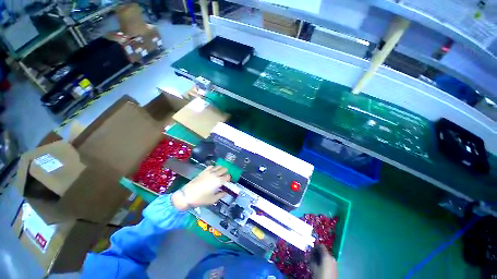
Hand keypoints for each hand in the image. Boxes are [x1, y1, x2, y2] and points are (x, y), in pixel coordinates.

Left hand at [172, 166, 229, 210]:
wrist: (187, 195)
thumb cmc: (201, 199)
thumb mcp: (213, 200)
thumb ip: (221, 195)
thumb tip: (225, 192)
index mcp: (219, 181)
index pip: (228, 176)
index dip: (229, 179)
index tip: (227, 182)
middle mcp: (215, 175)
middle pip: (224, 169)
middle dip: (226, 173)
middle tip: (224, 178)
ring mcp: (209, 172)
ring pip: (218, 166)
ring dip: (221, 169)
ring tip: (220, 173)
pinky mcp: (203, 171)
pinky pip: (211, 166)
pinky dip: (214, 167)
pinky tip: (213, 171)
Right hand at [311, 245, 337, 278]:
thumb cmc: (321, 276)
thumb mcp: (314, 268)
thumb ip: (310, 259)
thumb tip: (308, 254)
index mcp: (327, 256)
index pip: (321, 246)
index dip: (315, 246)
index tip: (310, 249)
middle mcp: (332, 257)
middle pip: (323, 251)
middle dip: (317, 252)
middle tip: (311, 255)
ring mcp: (335, 263)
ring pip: (325, 256)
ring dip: (320, 257)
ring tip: (314, 261)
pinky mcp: (335, 268)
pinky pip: (328, 261)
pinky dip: (323, 261)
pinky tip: (319, 265)